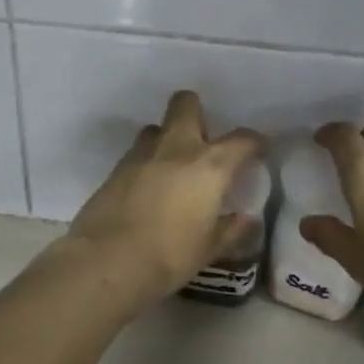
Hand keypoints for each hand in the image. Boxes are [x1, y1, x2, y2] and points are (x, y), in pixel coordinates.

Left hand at [63, 91, 264, 308]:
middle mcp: (176, 148)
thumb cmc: (170, 256)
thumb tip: (247, 219)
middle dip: (197, 114)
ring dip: (167, 139)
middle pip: (186, 104)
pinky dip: (147, 162)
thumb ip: (232, 230)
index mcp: (209, 165)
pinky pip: (137, 153)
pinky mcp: (115, 168)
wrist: (108, 260)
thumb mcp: (210, 248)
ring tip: (172, 168)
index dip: (254, 144)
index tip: (255, 154)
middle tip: (203, 144)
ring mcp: (141, 154)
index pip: (242, 139)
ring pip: (157, 128)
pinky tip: (148, 189)